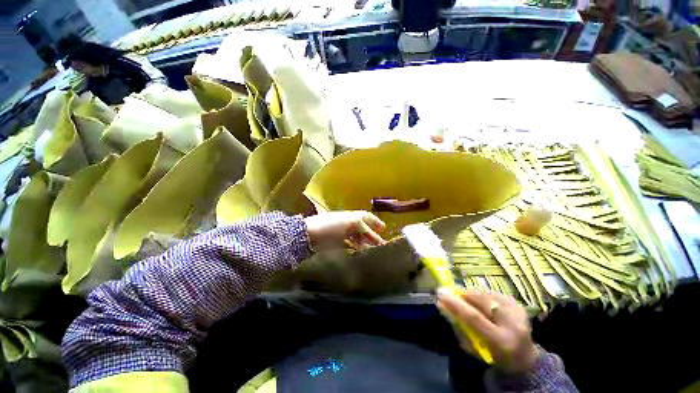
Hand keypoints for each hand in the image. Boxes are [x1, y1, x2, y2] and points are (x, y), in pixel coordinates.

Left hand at [304, 211, 385, 250]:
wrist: (310, 233)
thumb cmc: (331, 225)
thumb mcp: (351, 222)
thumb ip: (364, 227)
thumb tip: (375, 235)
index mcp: (351, 215)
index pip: (366, 217)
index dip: (375, 222)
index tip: (384, 229)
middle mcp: (347, 223)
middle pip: (362, 228)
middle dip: (372, 235)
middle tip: (381, 244)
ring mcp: (341, 232)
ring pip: (356, 237)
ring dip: (365, 242)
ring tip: (372, 250)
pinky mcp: (336, 242)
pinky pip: (349, 244)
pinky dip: (356, 247)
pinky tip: (359, 251)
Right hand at [437, 288, 540, 373]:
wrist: (525, 358)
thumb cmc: (494, 357)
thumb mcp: (474, 349)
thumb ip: (458, 327)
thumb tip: (442, 305)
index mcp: (501, 341)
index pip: (474, 317)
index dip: (455, 303)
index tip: (440, 293)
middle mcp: (512, 323)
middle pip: (480, 300)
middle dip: (461, 294)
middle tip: (448, 293)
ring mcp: (517, 310)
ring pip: (485, 293)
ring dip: (470, 294)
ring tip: (463, 299)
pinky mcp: (517, 303)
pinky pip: (491, 292)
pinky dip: (480, 295)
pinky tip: (479, 302)